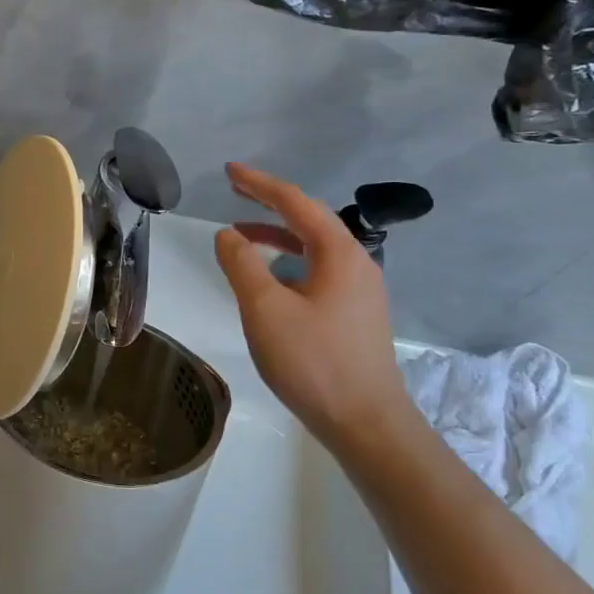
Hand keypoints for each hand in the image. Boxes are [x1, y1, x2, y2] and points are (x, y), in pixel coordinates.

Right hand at [212, 163, 414, 450]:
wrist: (366, 422)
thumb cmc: (313, 362)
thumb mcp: (265, 310)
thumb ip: (242, 265)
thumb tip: (228, 234)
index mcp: (339, 253)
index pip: (296, 202)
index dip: (260, 184)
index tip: (229, 171)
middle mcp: (356, 263)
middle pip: (310, 219)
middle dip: (270, 203)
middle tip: (235, 192)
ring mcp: (360, 290)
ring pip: (315, 246)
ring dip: (278, 234)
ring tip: (241, 236)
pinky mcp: (356, 313)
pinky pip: (319, 269)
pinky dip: (290, 260)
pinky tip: (270, 278)